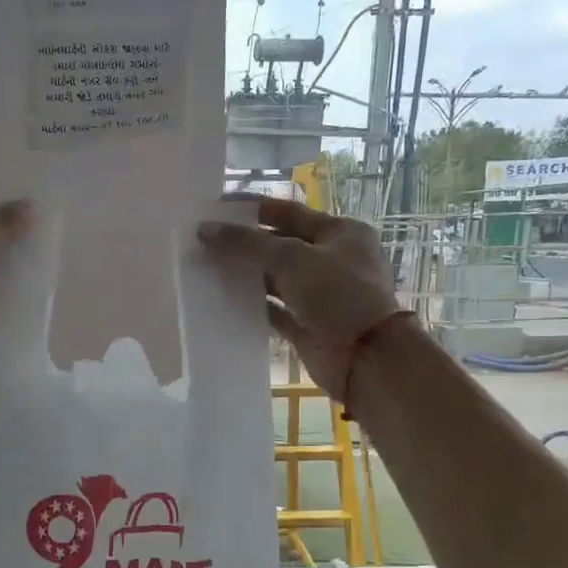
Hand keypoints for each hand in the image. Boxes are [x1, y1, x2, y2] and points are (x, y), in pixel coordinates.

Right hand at [197, 195, 399, 395]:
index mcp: (340, 232)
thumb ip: (247, 243)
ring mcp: (320, 295)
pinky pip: (273, 309)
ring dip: (244, 274)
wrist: (366, 358)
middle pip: (279, 245)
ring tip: (205, 268)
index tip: (214, 208)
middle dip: (243, 243)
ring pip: (274, 278)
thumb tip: (204, 230)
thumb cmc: (337, 295)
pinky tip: (222, 300)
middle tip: (202, 241)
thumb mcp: (292, 259)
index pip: (288, 212)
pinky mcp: (307, 324)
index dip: (251, 209)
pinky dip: (251, 304)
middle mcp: (331, 260)